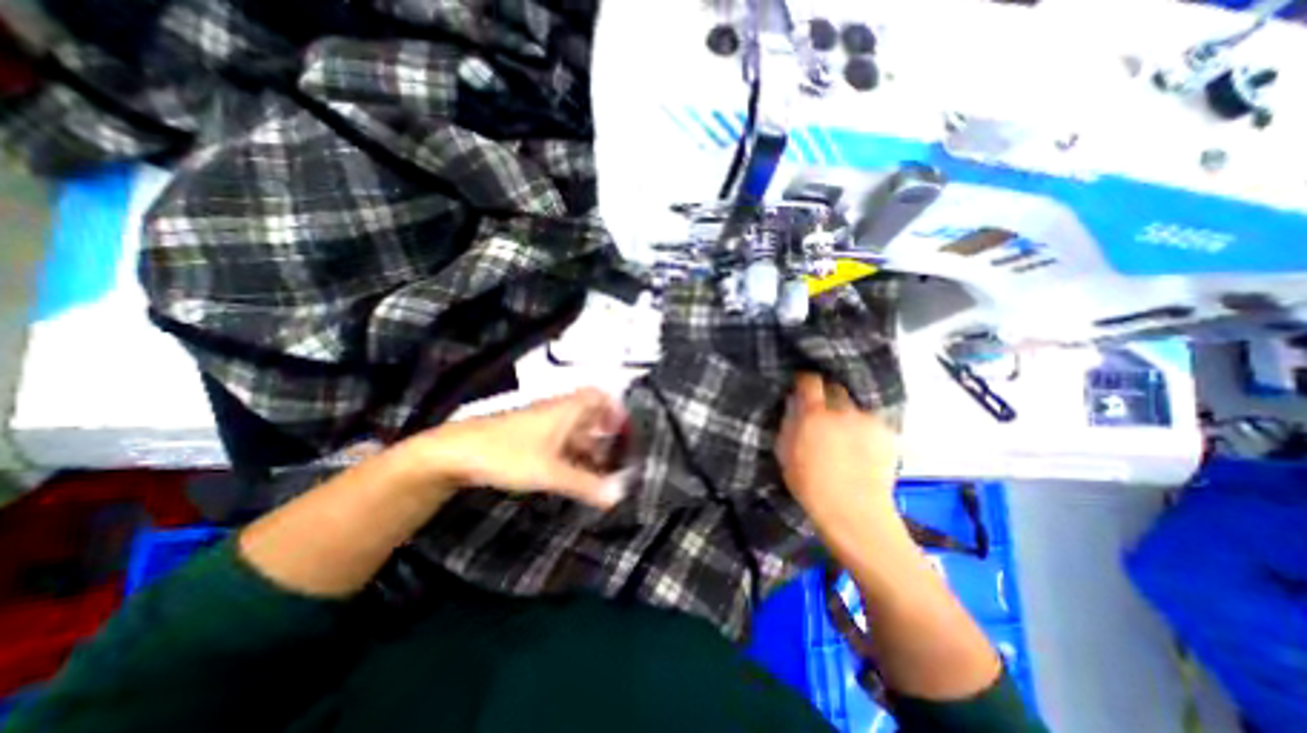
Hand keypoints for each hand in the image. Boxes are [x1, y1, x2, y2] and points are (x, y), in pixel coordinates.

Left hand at [410, 389, 630, 508]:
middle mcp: (557, 411)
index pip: (598, 395)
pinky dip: (571, 451)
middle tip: (616, 454)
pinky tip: (571, 471)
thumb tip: (617, 496)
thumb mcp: (551, 472)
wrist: (457, 452)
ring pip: (574, 428)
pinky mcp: (528, 434)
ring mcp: (541, 422)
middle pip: (589, 414)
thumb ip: (585, 485)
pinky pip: (559, 438)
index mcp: (567, 410)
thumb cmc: (507, 453)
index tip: (626, 428)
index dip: (615, 408)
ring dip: (588, 444)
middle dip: (605, 433)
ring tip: (598, 468)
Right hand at [773, 376, 899, 524]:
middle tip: (821, 404)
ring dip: (847, 407)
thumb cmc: (810, 485)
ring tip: (844, 422)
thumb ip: (789, 423)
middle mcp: (843, 410)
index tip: (801, 383)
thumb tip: (794, 404)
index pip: (809, 381)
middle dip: (827, 391)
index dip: (804, 379)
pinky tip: (861, 438)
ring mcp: (868, 420)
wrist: (854, 513)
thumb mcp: (785, 453)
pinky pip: (871, 418)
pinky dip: (863, 423)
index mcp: (814, 414)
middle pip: (835, 386)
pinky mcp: (887, 432)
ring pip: (855, 402)